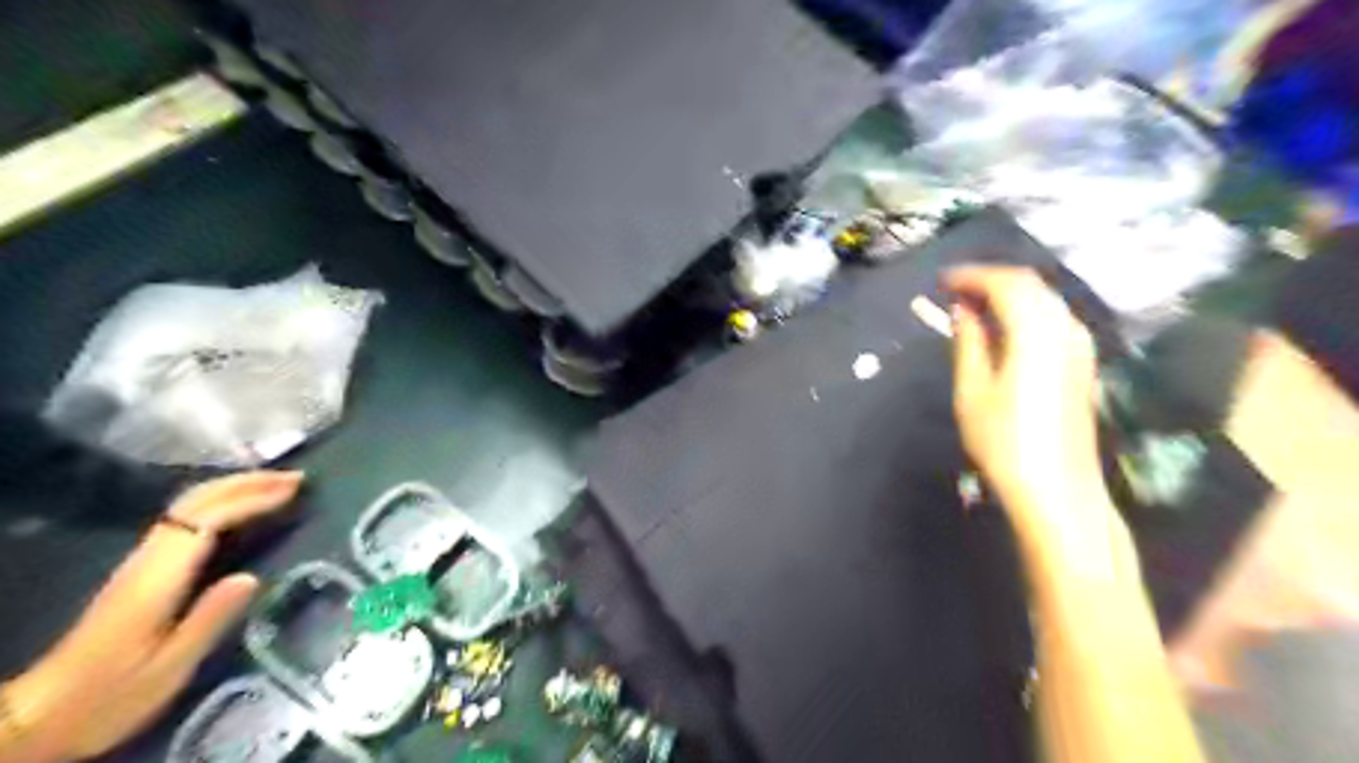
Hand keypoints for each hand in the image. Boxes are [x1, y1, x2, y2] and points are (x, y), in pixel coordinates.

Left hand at [3, 468, 301, 760]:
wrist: (41, 716)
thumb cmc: (112, 696)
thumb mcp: (170, 667)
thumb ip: (210, 619)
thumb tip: (252, 576)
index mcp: (158, 578)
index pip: (209, 519)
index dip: (253, 500)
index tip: (294, 492)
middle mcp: (147, 559)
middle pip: (196, 502)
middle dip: (248, 483)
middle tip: (296, 477)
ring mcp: (140, 562)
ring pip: (187, 506)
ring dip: (234, 488)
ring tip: (276, 485)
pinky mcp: (140, 571)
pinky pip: (185, 519)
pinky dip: (219, 503)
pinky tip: (239, 509)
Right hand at [949, 271, 1114, 550]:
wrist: (1058, 490)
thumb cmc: (1004, 441)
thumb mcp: (972, 390)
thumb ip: (968, 341)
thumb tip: (961, 309)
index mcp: (1037, 332)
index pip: (1006, 283)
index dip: (972, 275)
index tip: (941, 280)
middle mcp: (1066, 329)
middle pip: (1030, 285)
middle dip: (990, 280)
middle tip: (954, 290)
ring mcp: (1080, 346)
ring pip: (1044, 300)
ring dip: (1008, 295)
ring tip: (972, 307)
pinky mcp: (1082, 363)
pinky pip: (1052, 318)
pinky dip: (1025, 312)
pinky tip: (1003, 329)